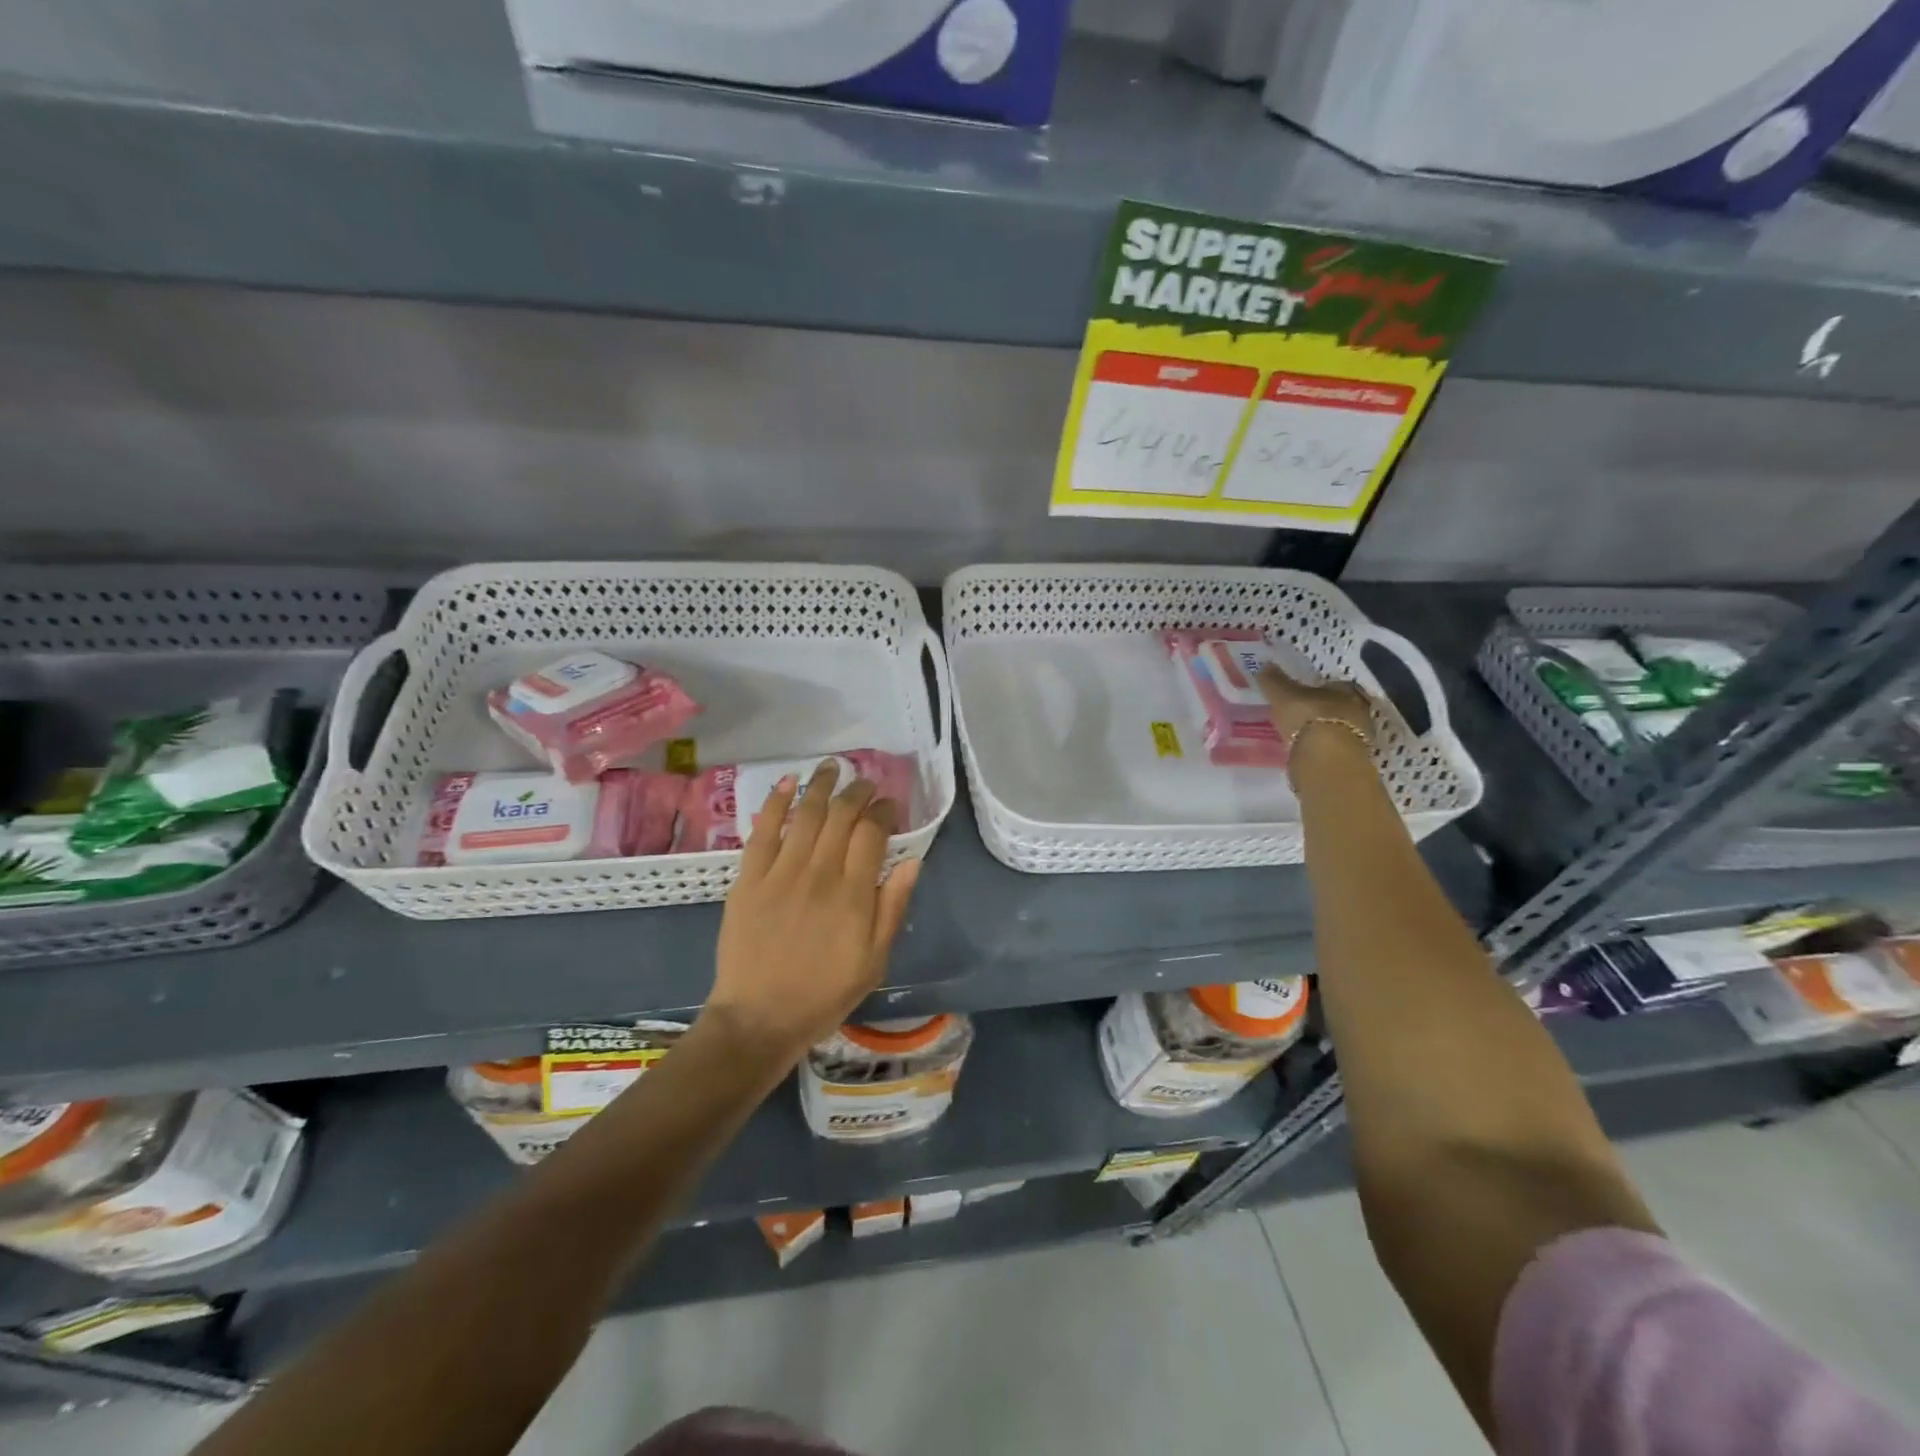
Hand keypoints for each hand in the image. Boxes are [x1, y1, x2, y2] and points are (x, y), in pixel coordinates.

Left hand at [705, 759, 920, 1065]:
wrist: (758, 1018)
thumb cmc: (823, 994)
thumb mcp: (874, 961)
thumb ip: (893, 907)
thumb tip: (912, 860)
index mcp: (853, 894)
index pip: (872, 833)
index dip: (883, 811)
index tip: (889, 804)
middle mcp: (818, 873)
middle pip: (841, 816)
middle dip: (857, 791)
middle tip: (865, 782)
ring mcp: (780, 873)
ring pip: (805, 815)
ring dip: (822, 786)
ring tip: (832, 767)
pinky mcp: (748, 878)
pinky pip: (763, 831)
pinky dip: (775, 803)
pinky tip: (787, 783)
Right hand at [1258, 663, 1375, 752]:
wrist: (1326, 758)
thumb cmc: (1308, 717)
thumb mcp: (1283, 695)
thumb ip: (1274, 680)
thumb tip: (1264, 664)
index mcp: (1345, 689)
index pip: (1333, 684)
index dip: (1318, 688)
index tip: (1302, 693)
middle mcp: (1358, 709)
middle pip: (1339, 705)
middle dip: (1322, 708)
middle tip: (1302, 713)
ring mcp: (1358, 735)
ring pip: (1338, 726)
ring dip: (1323, 728)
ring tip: (1302, 733)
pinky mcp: (1352, 758)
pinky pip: (1334, 746)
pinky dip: (1322, 746)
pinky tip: (1307, 749)